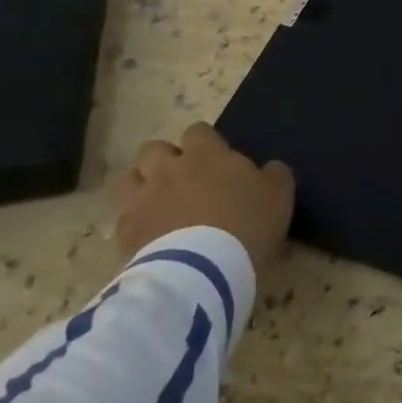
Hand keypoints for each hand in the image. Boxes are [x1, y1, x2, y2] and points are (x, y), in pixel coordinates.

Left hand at [112, 121, 295, 273]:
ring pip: (128, 179)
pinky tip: (148, 236)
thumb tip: (268, 169)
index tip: (216, 160)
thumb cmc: (246, 223)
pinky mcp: (124, 234)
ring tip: (157, 204)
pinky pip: (122, 219)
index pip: (197, 131)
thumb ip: (273, 175)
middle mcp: (168, 169)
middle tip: (183, 180)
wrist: (202, 271)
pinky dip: (134, 223)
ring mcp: (142, 200)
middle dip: (165, 160)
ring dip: (141, 186)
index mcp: (205, 153)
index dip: (205, 143)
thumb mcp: (278, 195)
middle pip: (153, 149)